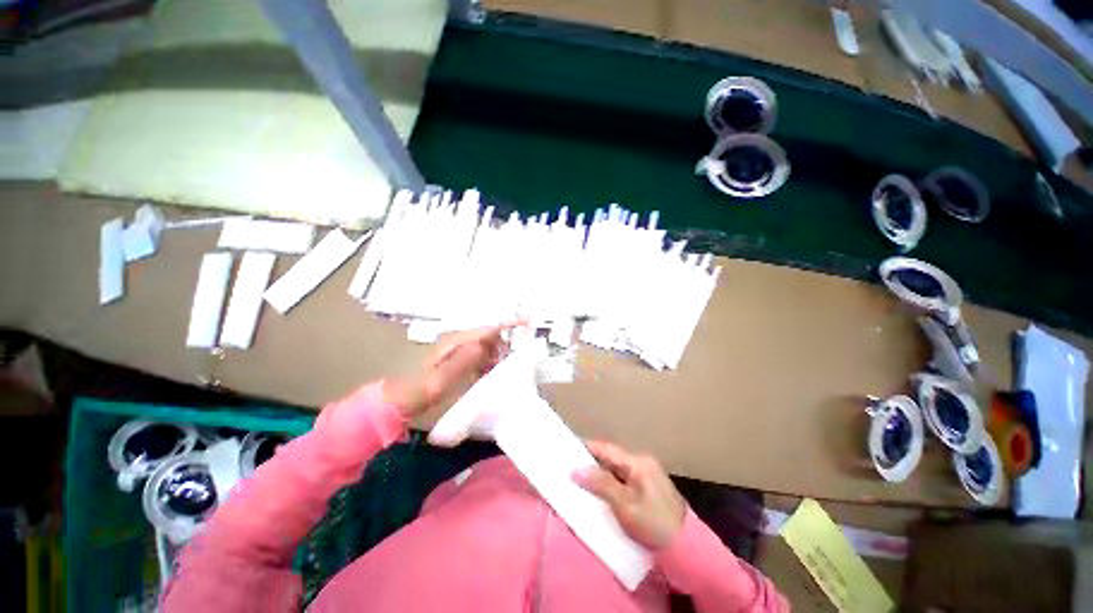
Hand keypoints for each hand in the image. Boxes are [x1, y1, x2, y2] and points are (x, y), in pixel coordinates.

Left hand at [384, 323, 515, 418]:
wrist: (402, 399)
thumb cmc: (421, 389)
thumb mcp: (442, 379)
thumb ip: (463, 362)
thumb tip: (484, 344)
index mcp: (456, 341)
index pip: (488, 328)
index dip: (509, 324)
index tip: (528, 321)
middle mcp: (458, 340)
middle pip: (490, 335)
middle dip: (503, 346)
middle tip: (509, 364)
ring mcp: (458, 348)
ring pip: (487, 345)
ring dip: (496, 356)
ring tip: (497, 373)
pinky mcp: (458, 357)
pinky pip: (480, 355)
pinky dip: (488, 362)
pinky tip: (486, 375)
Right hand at [573, 440, 685, 550]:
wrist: (686, 548)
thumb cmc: (653, 524)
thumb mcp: (624, 504)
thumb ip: (600, 484)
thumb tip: (576, 470)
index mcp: (638, 462)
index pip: (607, 449)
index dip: (587, 448)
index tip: (568, 451)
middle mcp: (643, 463)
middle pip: (612, 459)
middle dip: (592, 464)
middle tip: (572, 470)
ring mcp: (648, 475)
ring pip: (617, 470)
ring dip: (601, 475)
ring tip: (583, 482)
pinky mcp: (650, 489)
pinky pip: (624, 480)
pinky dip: (612, 484)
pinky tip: (602, 493)